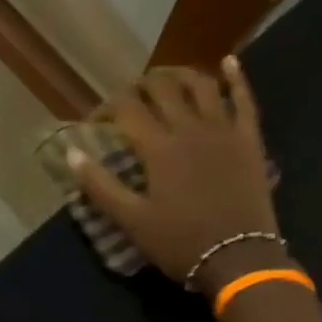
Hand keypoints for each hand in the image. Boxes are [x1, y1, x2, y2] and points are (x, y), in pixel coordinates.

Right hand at [69, 57, 285, 294]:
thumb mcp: (132, 221)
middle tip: (130, 96)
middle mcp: (189, 128)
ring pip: (201, 85)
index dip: (107, 107)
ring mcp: (223, 130)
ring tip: (166, 77)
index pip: (126, 109)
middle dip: (140, 86)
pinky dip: (236, 78)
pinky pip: (245, 100)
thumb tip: (71, 152)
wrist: (240, 259)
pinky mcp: (249, 140)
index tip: (96, 120)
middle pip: (162, 89)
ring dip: (180, 74)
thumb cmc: (181, 243)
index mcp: (158, 147)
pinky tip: (229, 61)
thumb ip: (100, 185)